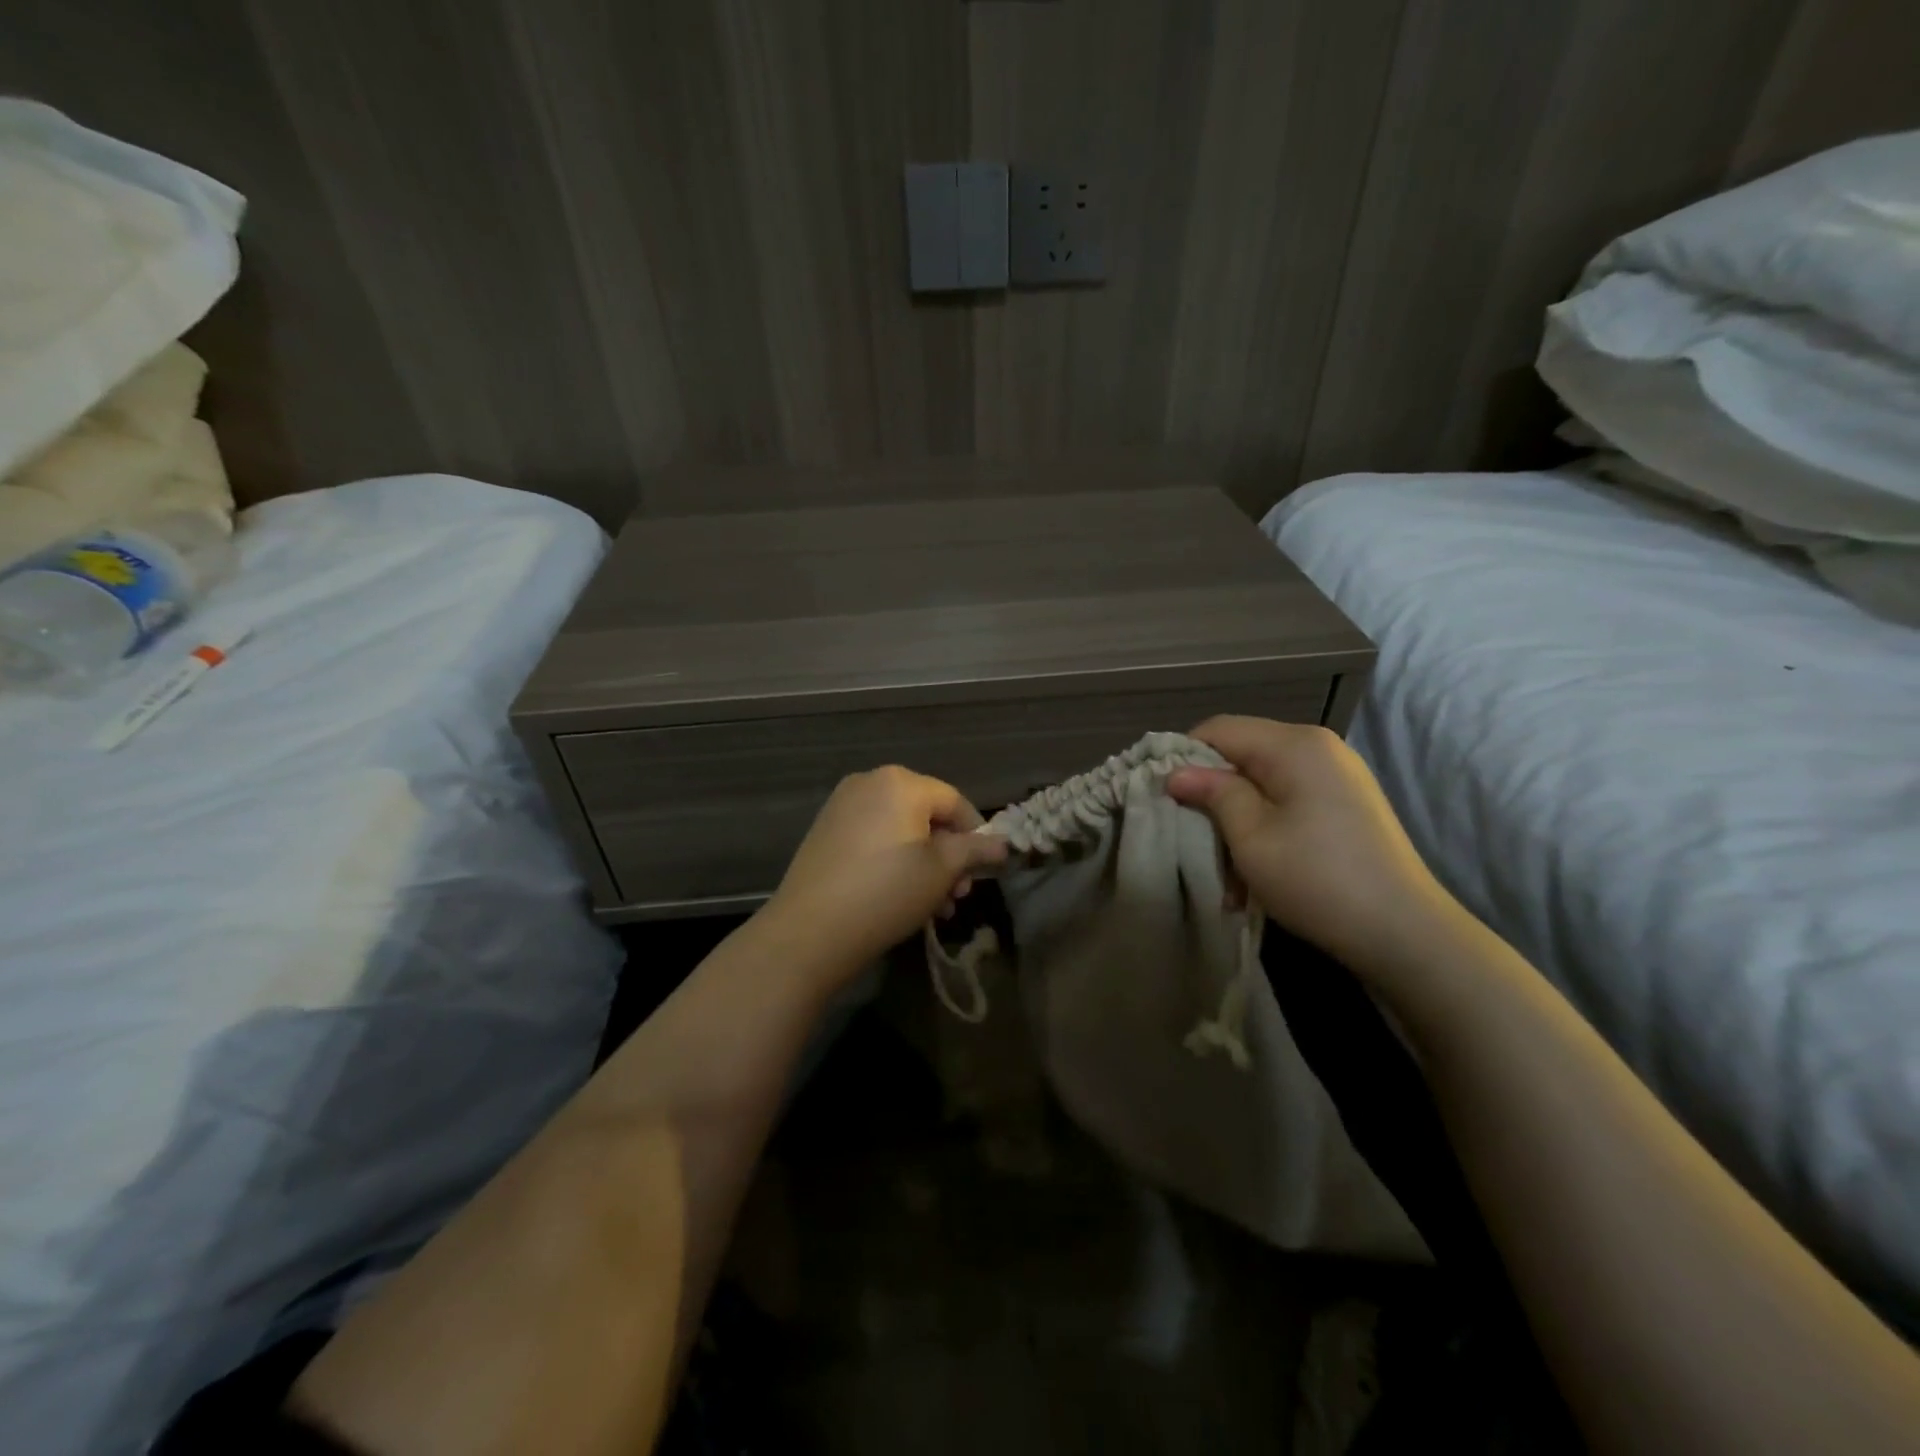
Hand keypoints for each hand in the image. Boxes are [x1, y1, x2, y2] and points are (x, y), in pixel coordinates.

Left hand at [762, 766, 1007, 978]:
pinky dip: (895, 861)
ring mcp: (842, 806)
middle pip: (926, 815)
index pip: (954, 800)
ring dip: (924, 864)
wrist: (809, 930)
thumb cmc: (886, 892)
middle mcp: (869, 782)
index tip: (984, 871)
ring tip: (935, 907)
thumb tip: (1002, 844)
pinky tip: (902, 898)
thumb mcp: (941, 871)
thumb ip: (975, 850)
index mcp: (900, 782)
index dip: (977, 834)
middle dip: (949, 855)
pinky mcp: (825, 832)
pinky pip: (874, 838)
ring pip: (900, 830)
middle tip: (958, 895)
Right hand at [1165, 716, 1458, 978]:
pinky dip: (1265, 828)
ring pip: (1262, 783)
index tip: (1165, 798)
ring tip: (1228, 872)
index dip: (1183, 758)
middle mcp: (1318, 748)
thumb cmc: (1317, 879)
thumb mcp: (1250, 836)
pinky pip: (1288, 801)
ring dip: (1236, 821)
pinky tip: (1258, 872)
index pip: (1218, 729)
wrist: (1406, 934)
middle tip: (1195, 841)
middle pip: (1241, 754)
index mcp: (1294, 744)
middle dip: (1212, 796)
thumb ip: (1212, 793)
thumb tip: (1176, 772)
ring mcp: (1337, 775)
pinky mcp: (1346, 804)